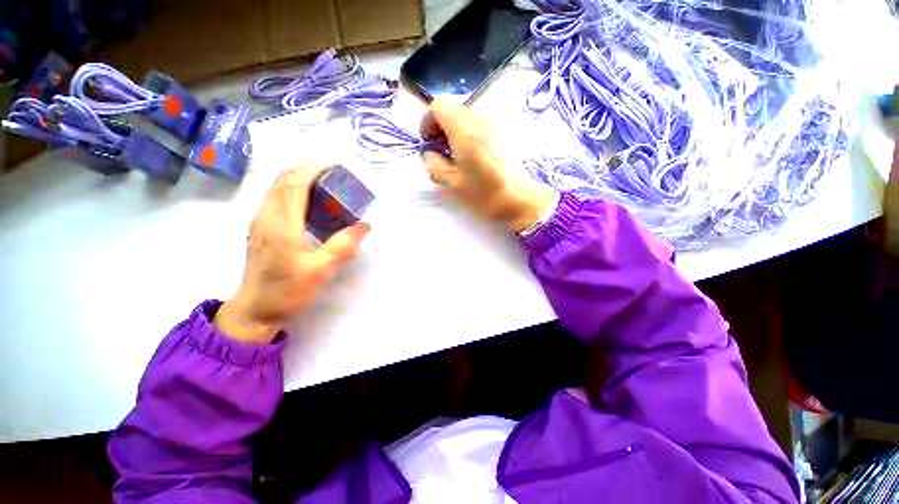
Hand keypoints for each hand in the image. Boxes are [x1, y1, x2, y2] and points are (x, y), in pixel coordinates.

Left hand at [214, 165, 369, 343]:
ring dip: (299, 176)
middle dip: (308, 168)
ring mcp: (260, 220)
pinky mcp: (260, 227)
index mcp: (281, 224)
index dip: (314, 168)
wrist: (255, 309)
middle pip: (283, 179)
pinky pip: (276, 197)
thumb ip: (343, 246)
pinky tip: (309, 200)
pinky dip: (293, 188)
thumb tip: (365, 225)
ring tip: (325, 181)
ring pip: (277, 186)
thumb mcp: (321, 271)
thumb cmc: (287, 290)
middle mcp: (266, 216)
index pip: (295, 183)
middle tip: (334, 171)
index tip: (335, 163)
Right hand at [421, 97, 555, 232]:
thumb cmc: (485, 194)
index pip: (440, 104)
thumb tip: (431, 154)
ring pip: (470, 118)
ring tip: (458, 156)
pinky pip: (483, 126)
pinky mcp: (507, 134)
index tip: (428, 140)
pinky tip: (475, 157)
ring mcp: (497, 125)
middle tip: (441, 150)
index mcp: (464, 129)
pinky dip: (472, 136)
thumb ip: (434, 165)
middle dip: (442, 126)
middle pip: (455, 109)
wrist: (521, 200)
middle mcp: (482, 119)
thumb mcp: (451, 184)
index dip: (428, 119)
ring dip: (458, 132)